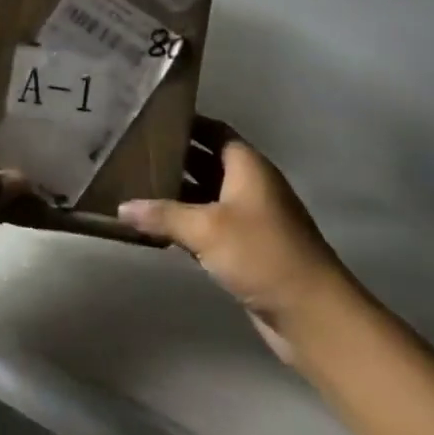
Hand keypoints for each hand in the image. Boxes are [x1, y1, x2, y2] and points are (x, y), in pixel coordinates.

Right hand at [120, 118, 364, 363]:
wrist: (311, 314)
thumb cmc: (261, 254)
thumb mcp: (207, 229)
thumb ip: (163, 215)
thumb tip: (121, 207)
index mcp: (247, 166)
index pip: (213, 130)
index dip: (185, 123)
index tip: (149, 120)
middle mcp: (249, 185)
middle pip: (206, 161)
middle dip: (173, 158)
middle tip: (130, 154)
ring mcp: (249, 218)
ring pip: (205, 195)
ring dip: (176, 193)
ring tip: (134, 187)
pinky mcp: (245, 249)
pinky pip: (208, 225)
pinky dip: (185, 223)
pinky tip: (156, 227)